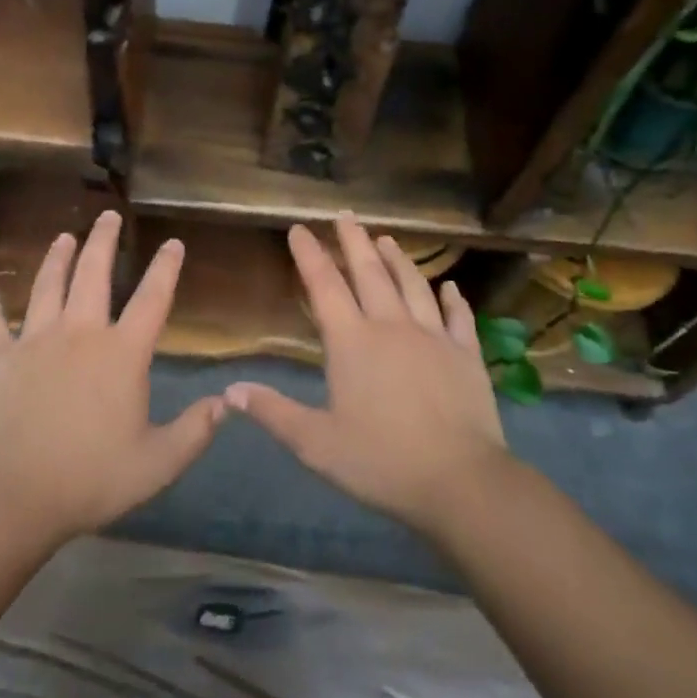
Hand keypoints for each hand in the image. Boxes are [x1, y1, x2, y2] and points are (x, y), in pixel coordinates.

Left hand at [0, 210, 223, 541]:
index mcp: (122, 353)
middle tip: (108, 215)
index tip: (172, 243)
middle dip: (104, 240)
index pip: (151, 299)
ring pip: (47, 286)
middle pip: (94, 274)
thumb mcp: (157, 463)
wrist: (12, 493)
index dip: (165, 268)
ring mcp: (34, 340)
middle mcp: (80, 333)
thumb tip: (225, 403)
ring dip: (56, 258)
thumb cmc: (90, 477)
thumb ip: (195, 431)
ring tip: (64, 236)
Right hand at [226, 215, 512, 535]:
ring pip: (412, 285)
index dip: (309, 255)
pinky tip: (449, 286)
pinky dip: (453, 298)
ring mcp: (433, 337)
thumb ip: (273, 413)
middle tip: (345, 215)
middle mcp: (391, 327)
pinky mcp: (466, 355)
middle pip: (370, 272)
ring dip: (398, 259)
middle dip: (353, 241)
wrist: (461, 482)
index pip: (325, 286)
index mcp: (352, 342)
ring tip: (386, 238)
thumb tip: (229, 391)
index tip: (299, 229)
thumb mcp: (315, 443)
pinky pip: (459, 317)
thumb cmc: (381, 461)